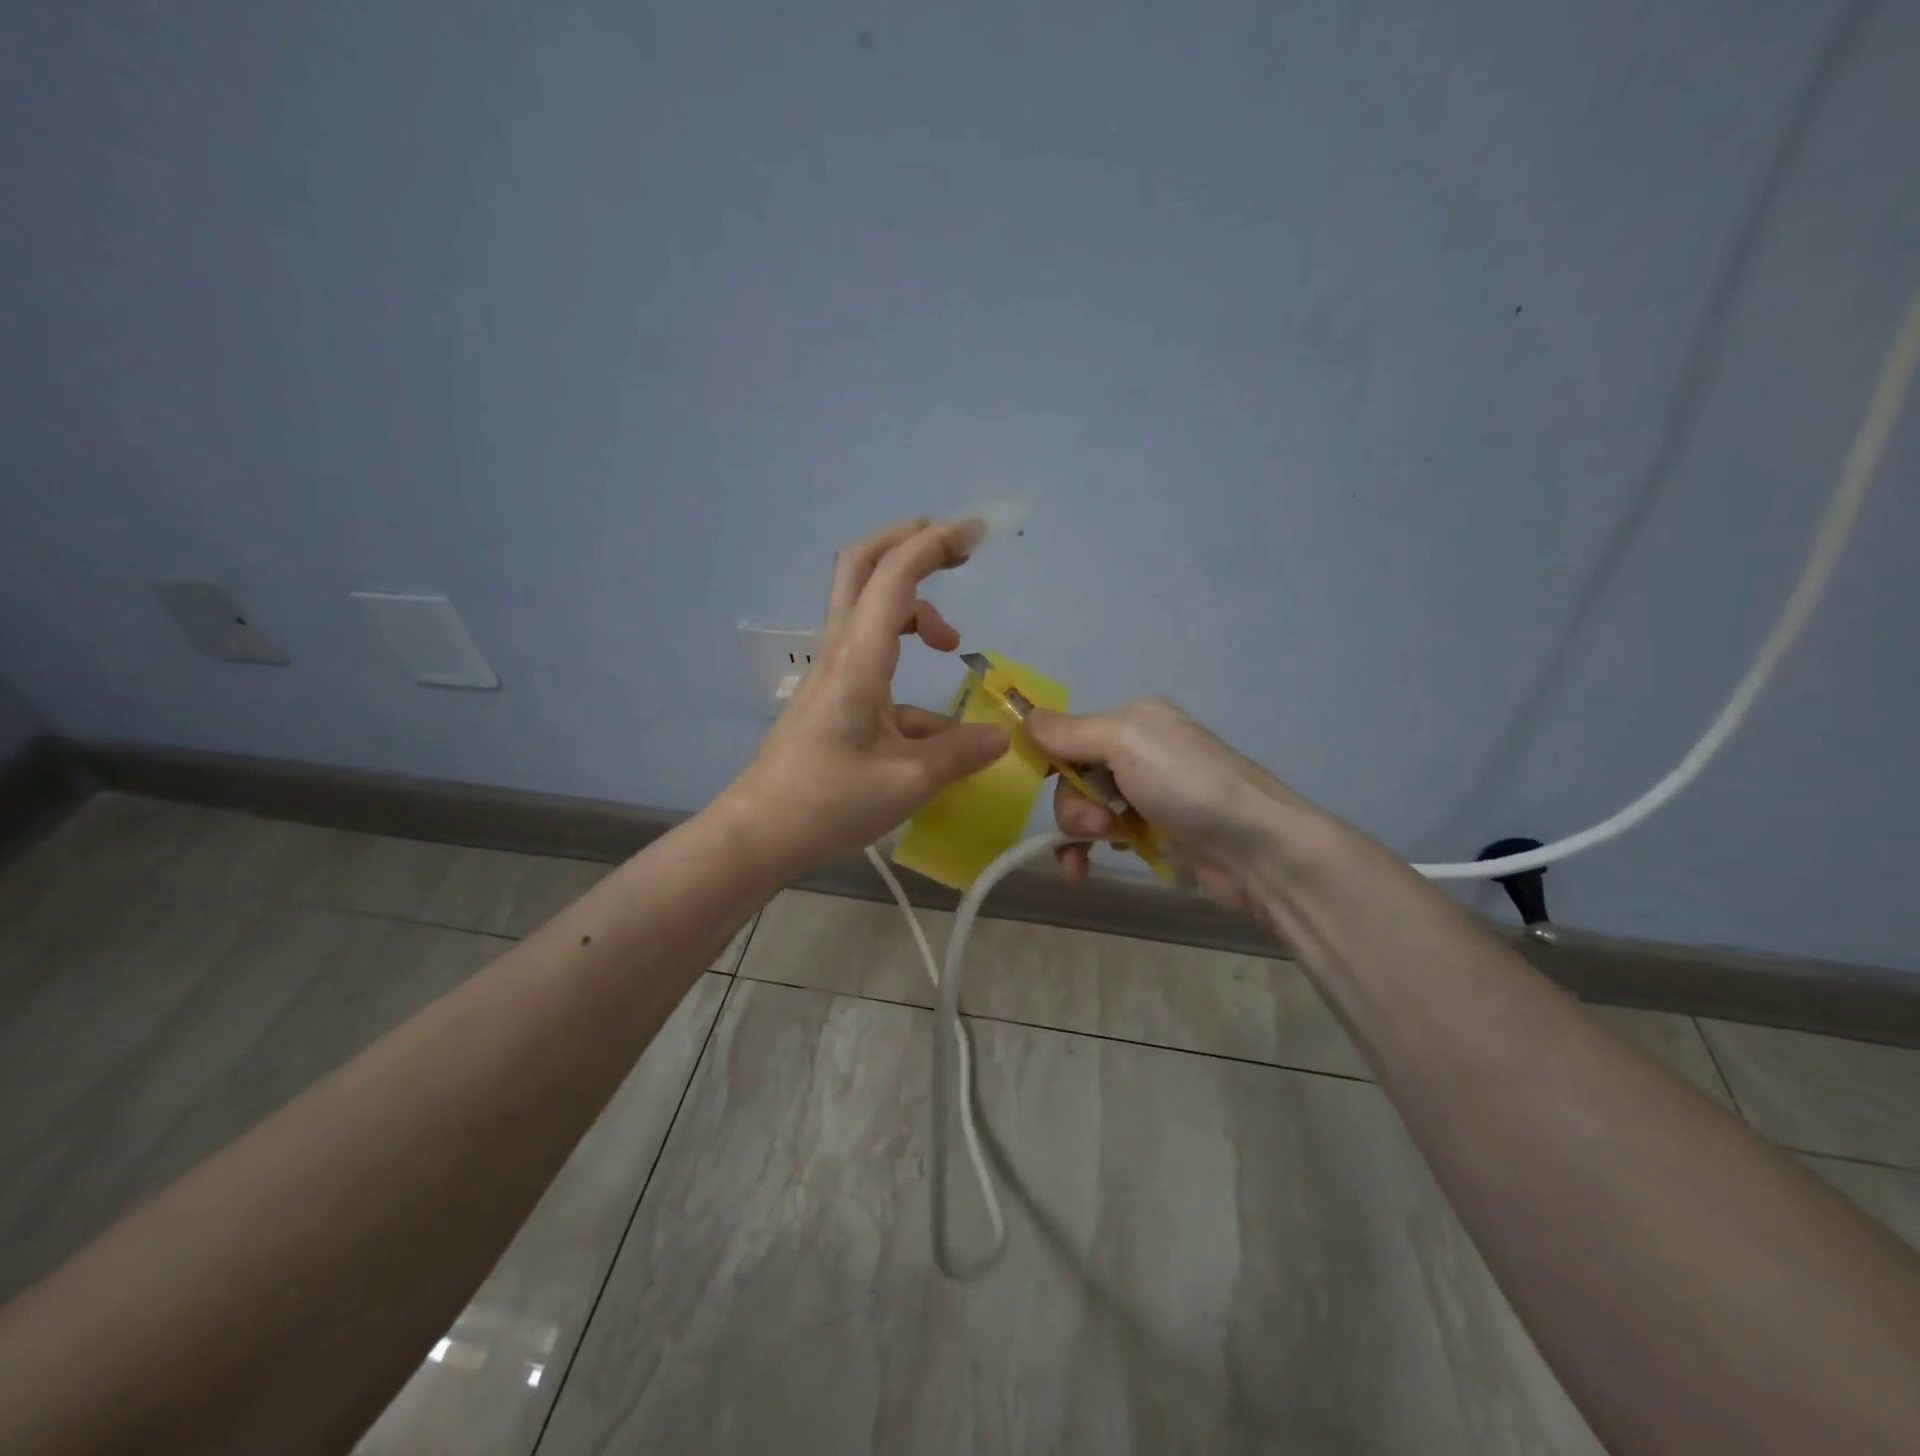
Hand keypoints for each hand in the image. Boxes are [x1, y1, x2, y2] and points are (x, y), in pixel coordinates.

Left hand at [720, 519, 1010, 870]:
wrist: (761, 831)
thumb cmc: (829, 803)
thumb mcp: (907, 782)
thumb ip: (959, 753)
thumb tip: (1002, 737)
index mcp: (858, 660)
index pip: (894, 577)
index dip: (935, 543)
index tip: (977, 533)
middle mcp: (840, 650)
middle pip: (862, 564)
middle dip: (909, 541)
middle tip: (955, 550)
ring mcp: (832, 669)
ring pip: (864, 603)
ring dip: (911, 602)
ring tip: (951, 643)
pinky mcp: (831, 692)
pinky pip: (871, 653)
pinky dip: (905, 657)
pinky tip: (934, 718)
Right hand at [1026, 698, 1336, 913]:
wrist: (1258, 848)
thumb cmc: (1189, 785)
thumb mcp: (1126, 742)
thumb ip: (1072, 732)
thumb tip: (1025, 717)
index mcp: (1134, 720)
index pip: (1069, 734)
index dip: (1049, 760)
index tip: (1037, 785)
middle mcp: (1139, 752)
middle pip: (1073, 777)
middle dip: (1074, 805)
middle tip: (1100, 825)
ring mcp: (1147, 795)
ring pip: (1085, 810)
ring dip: (1080, 831)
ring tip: (1107, 846)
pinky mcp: (1154, 833)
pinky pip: (1104, 837)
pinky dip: (1088, 853)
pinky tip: (1084, 870)